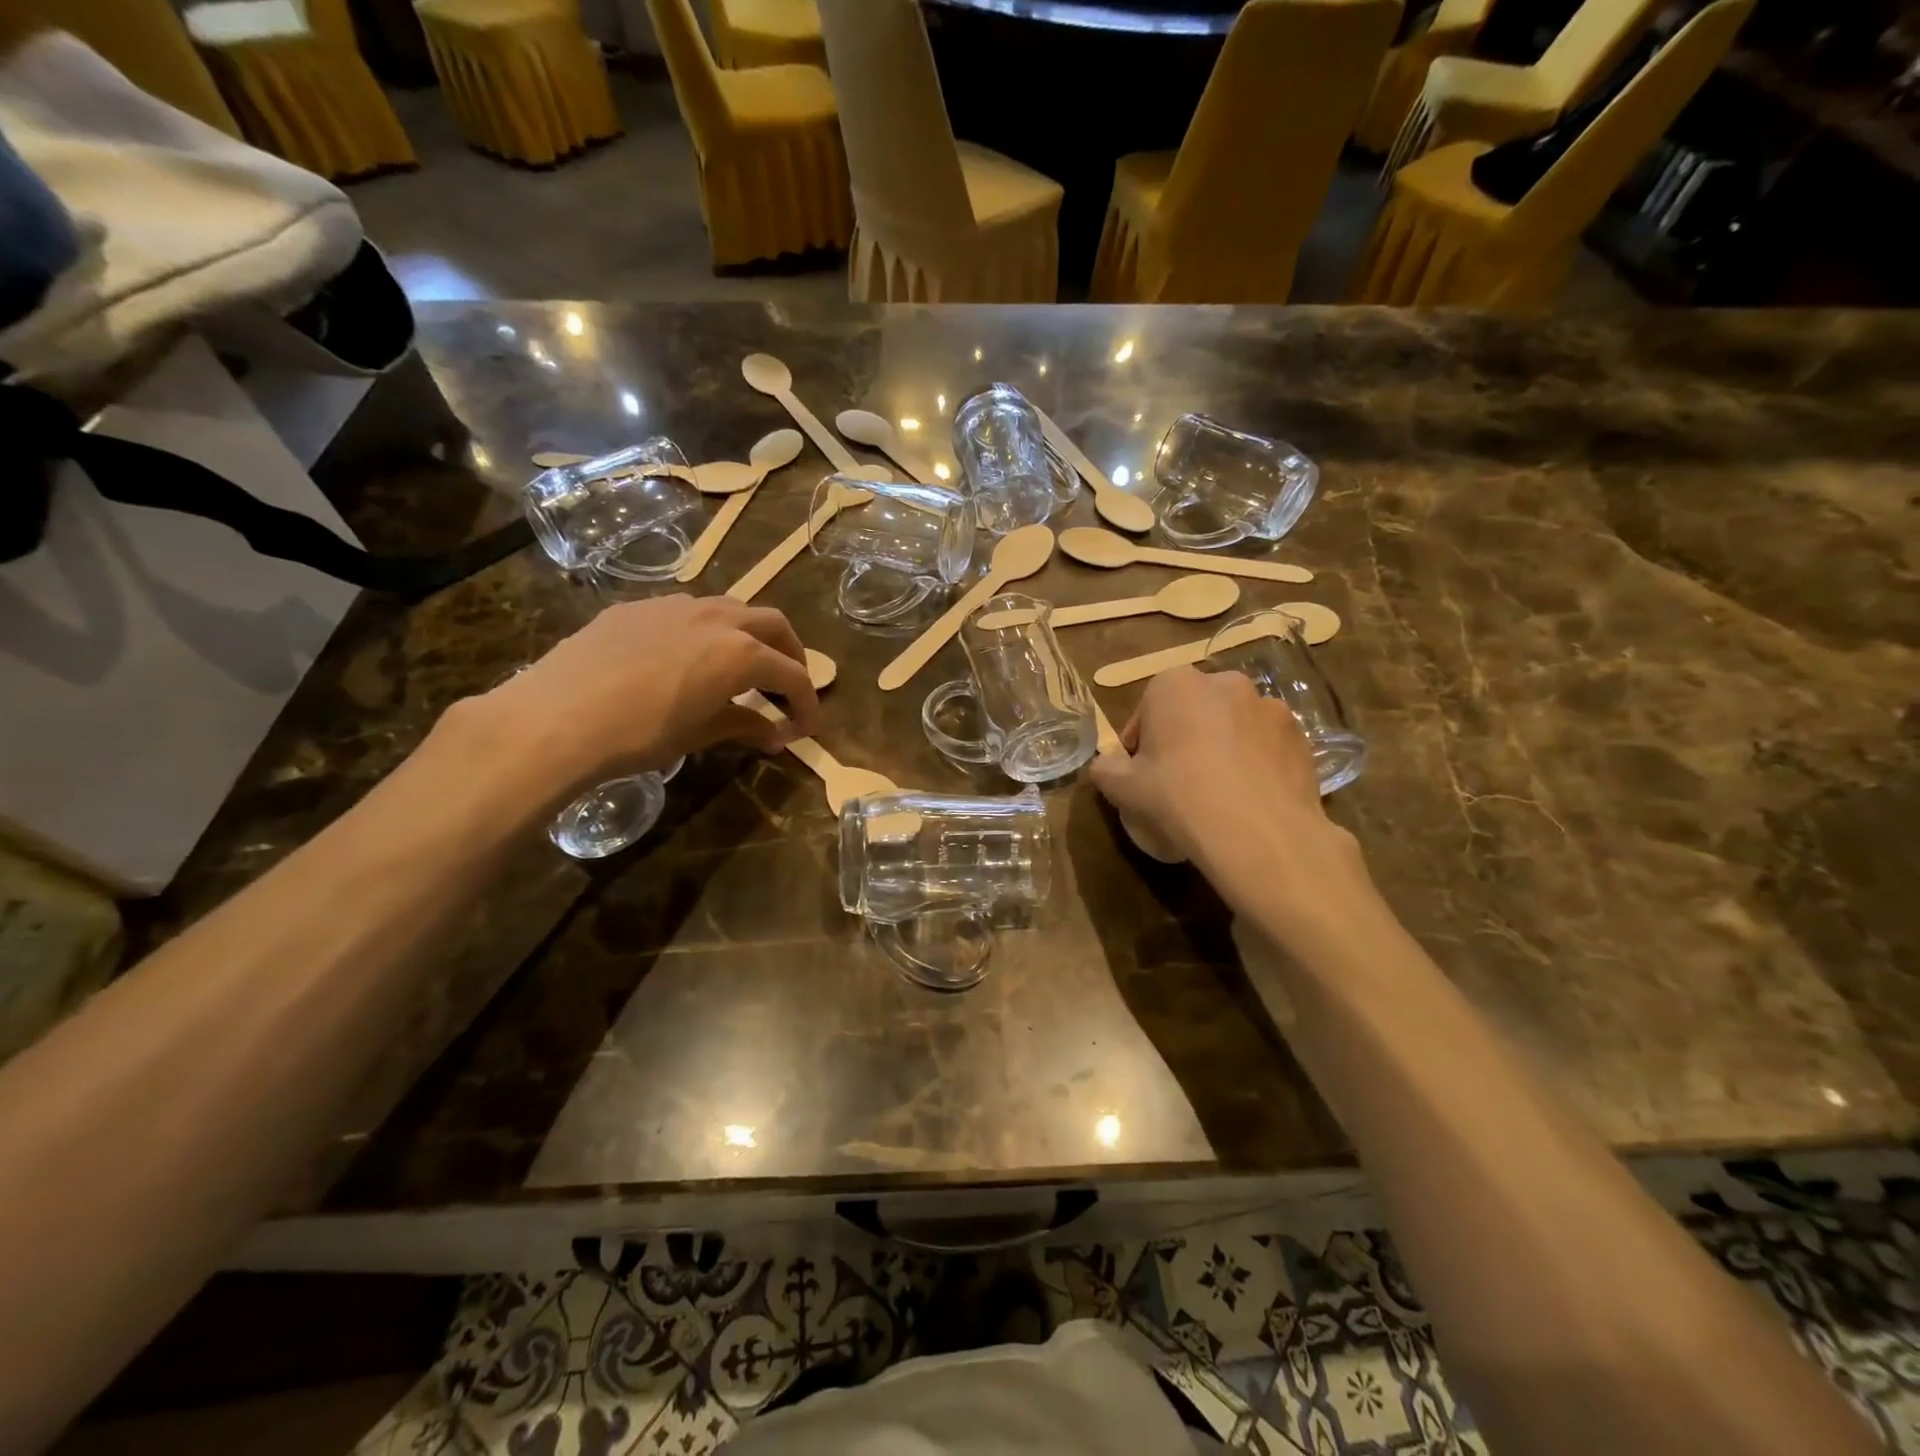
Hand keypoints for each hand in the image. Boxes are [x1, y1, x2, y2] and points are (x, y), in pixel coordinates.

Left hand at [464, 595, 820, 800]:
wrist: (555, 717)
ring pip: (733, 608)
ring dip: (750, 634)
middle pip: (774, 625)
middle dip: (790, 654)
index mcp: (741, 653)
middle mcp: (718, 618)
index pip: (793, 675)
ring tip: (743, 665)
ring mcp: (676, 605)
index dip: (807, 703)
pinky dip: (708, 630)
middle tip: (787, 686)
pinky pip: (690, 610)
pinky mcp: (639, 607)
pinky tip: (688, 657)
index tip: (806, 728)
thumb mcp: (699, 734)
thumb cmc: (638, 734)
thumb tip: (775, 736)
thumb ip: (743, 726)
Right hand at [1090, 667, 1366, 913]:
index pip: (1145, 713)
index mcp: (1175, 684)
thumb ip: (1105, 769)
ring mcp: (1270, 707)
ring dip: (1222, 750)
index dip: (1139, 748)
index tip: (1140, 777)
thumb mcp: (1121, 788)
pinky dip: (1255, 765)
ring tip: (1218, 795)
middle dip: (1183, 741)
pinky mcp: (1302, 737)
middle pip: (1192, 713)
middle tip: (1177, 784)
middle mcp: (1225, 683)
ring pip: (1232, 728)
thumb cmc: (1178, 797)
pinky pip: (1266, 748)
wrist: (1259, 833)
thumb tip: (1107, 766)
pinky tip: (1249, 801)